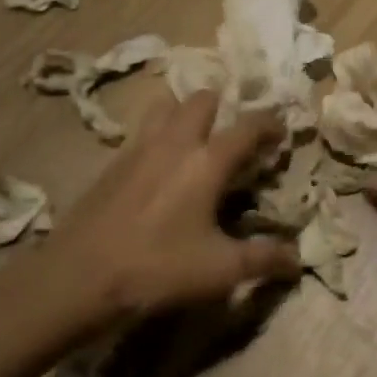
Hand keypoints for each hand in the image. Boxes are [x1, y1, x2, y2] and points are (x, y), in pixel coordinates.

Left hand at [42, 90, 302, 321]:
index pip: (247, 126)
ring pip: (166, 106)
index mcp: (206, 161)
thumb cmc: (157, 269)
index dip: (269, 123)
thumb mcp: (219, 271)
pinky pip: (142, 130)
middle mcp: (174, 142)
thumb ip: (263, 260)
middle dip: (223, 105)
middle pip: (202, 99)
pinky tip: (159, 164)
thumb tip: (298, 260)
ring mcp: (138, 147)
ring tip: (195, 137)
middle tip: (233, 130)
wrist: (78, 277)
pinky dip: (158, 133)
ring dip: (185, 111)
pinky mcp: (112, 162)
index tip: (281, 129)